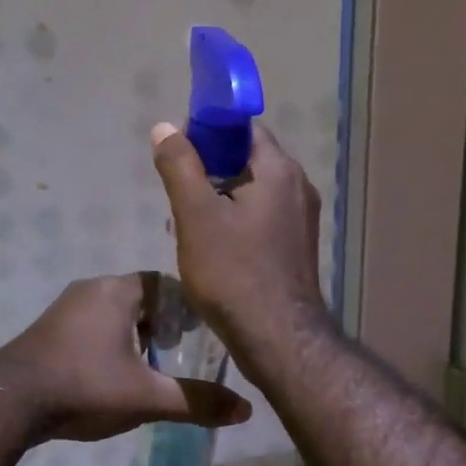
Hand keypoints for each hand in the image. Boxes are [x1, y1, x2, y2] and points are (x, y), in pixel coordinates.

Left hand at [0, 273, 251, 444]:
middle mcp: (91, 288)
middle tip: (179, 353)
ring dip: (134, 333)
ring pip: (113, 311)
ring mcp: (65, 307)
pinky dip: (109, 340)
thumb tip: (246, 409)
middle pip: (139, 296)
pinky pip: (91, 324)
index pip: (163, 283)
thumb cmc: (85, 387)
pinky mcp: (49, 328)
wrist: (11, 402)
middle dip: (162, 322)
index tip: (200, 335)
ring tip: (150, 367)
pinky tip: (113, 374)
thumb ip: (196, 401)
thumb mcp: (147, 397)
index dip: (186, 306)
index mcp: (117, 291)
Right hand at [150, 122, 330, 359]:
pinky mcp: (295, 246)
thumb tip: (165, 127)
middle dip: (209, 167)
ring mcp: (300, 219)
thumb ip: (180, 167)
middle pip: (247, 158)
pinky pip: (260, 216)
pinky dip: (234, 218)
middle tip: (177, 188)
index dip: (208, 130)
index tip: (179, 150)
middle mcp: (298, 187)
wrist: (277, 338)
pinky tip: (210, 244)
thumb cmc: (233, 272)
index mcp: (279, 171)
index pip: (244, 128)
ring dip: (218, 195)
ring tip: (186, 220)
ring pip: (252, 190)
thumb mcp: (195, 215)